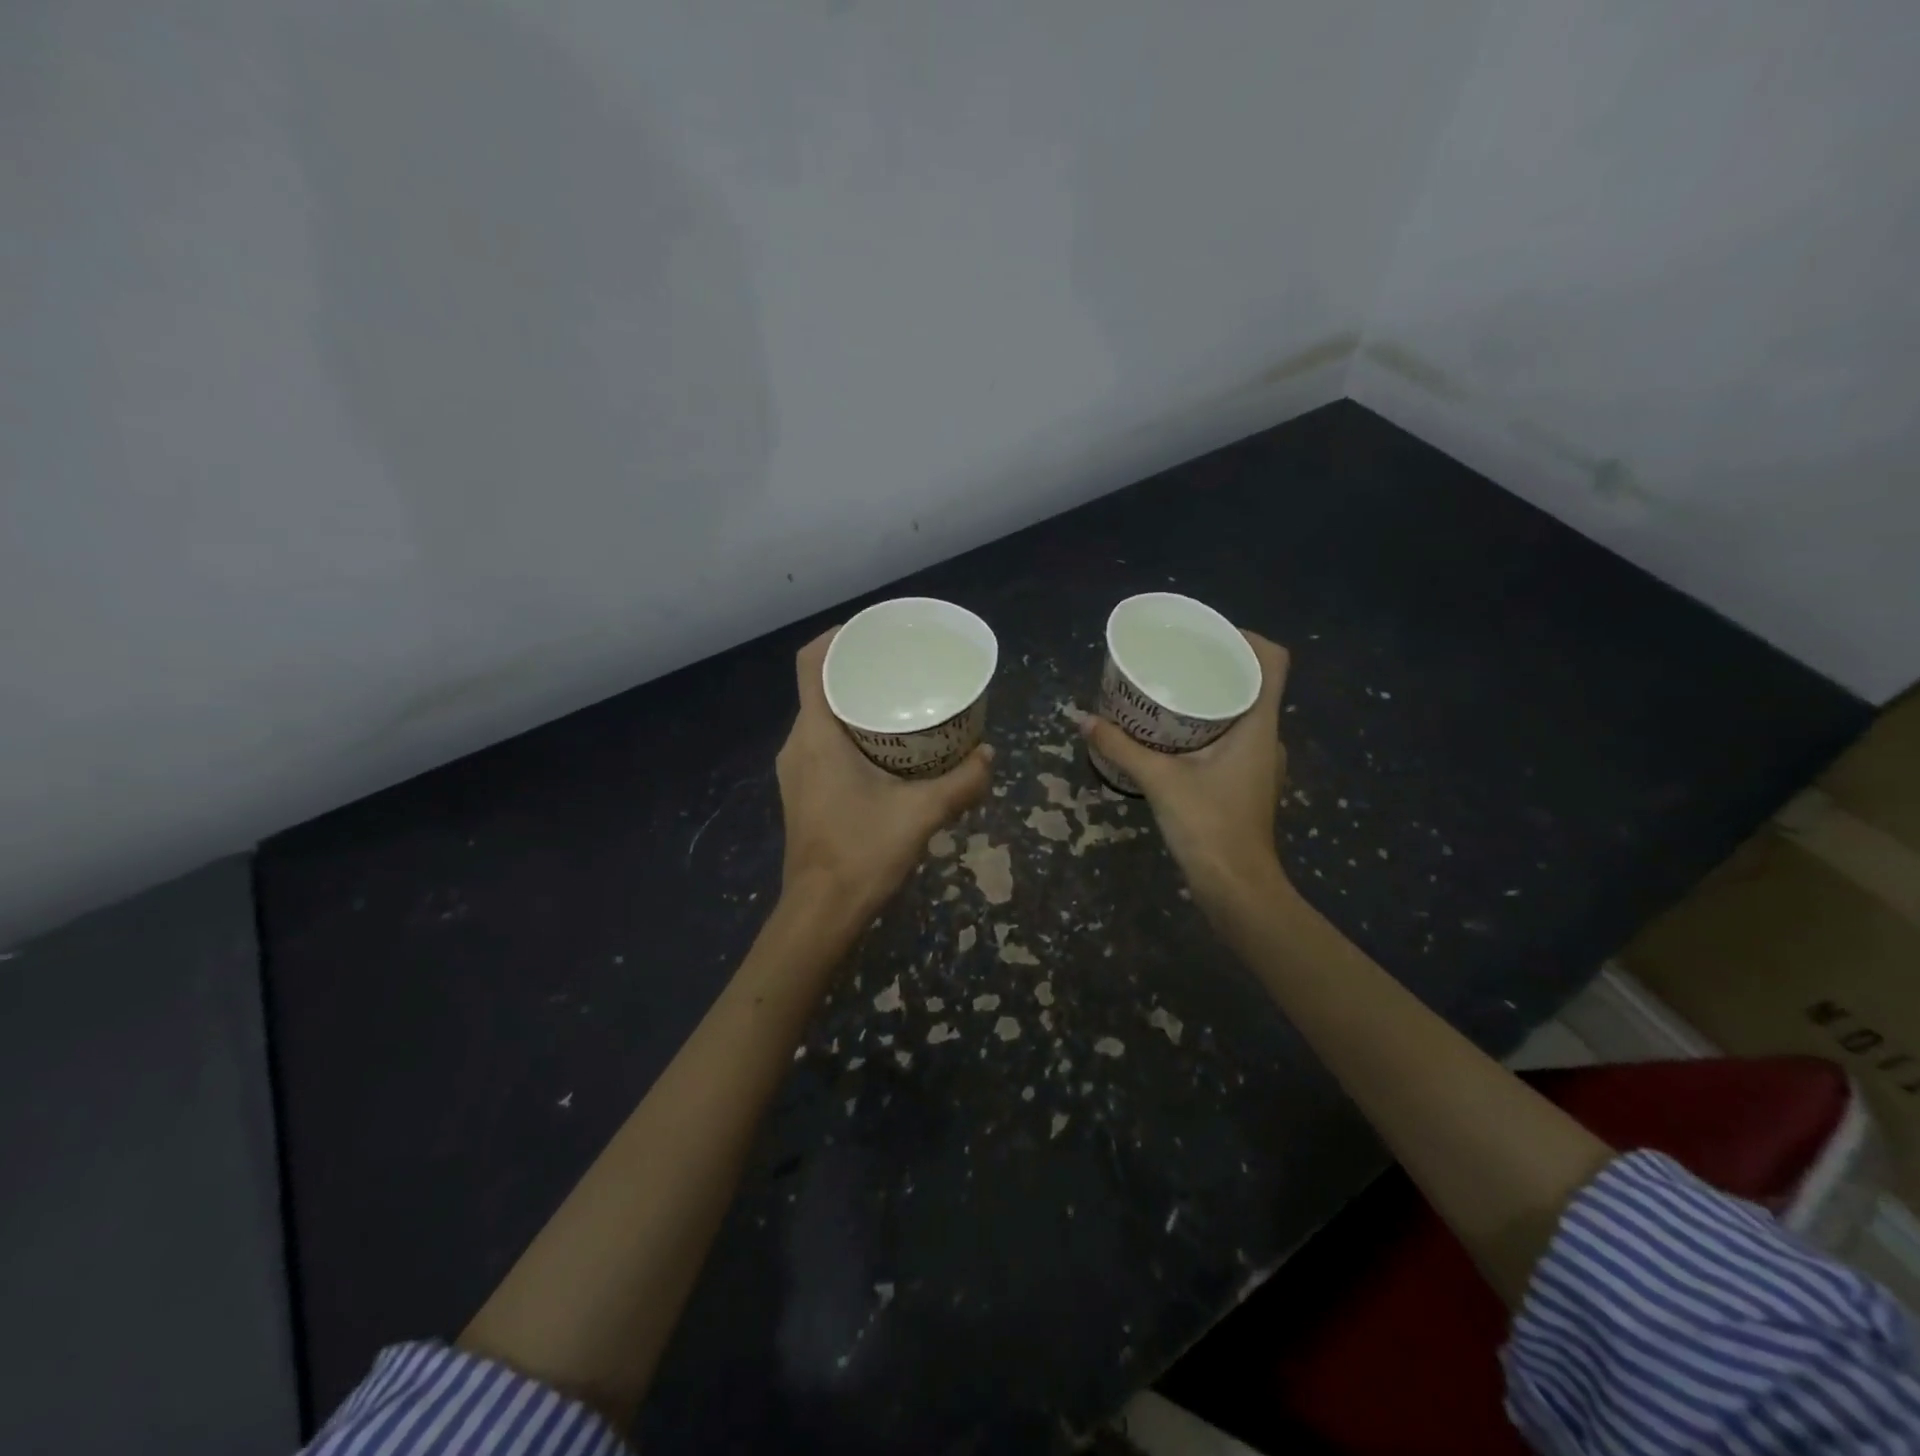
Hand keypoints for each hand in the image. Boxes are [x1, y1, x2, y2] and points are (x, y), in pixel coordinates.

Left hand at [776, 629, 993, 924]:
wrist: (820, 913)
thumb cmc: (861, 854)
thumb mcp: (921, 814)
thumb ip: (961, 783)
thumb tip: (990, 756)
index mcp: (816, 735)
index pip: (811, 663)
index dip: (838, 636)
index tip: (875, 630)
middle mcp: (797, 744)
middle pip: (820, 686)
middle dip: (858, 668)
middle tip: (903, 664)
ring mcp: (796, 769)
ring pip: (822, 716)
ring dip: (856, 702)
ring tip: (900, 700)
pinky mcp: (803, 790)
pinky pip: (823, 742)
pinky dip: (852, 731)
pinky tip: (888, 747)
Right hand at [1081, 632, 1290, 916]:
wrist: (1236, 888)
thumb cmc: (1208, 826)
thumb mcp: (1159, 780)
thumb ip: (1120, 746)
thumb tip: (1082, 718)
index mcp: (1259, 725)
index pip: (1273, 662)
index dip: (1247, 638)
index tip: (1208, 634)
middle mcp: (1267, 737)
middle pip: (1254, 683)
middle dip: (1217, 665)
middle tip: (1176, 658)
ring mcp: (1259, 762)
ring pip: (1242, 713)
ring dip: (1211, 698)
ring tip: (1170, 690)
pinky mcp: (1246, 782)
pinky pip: (1232, 738)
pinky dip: (1207, 726)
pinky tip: (1173, 734)